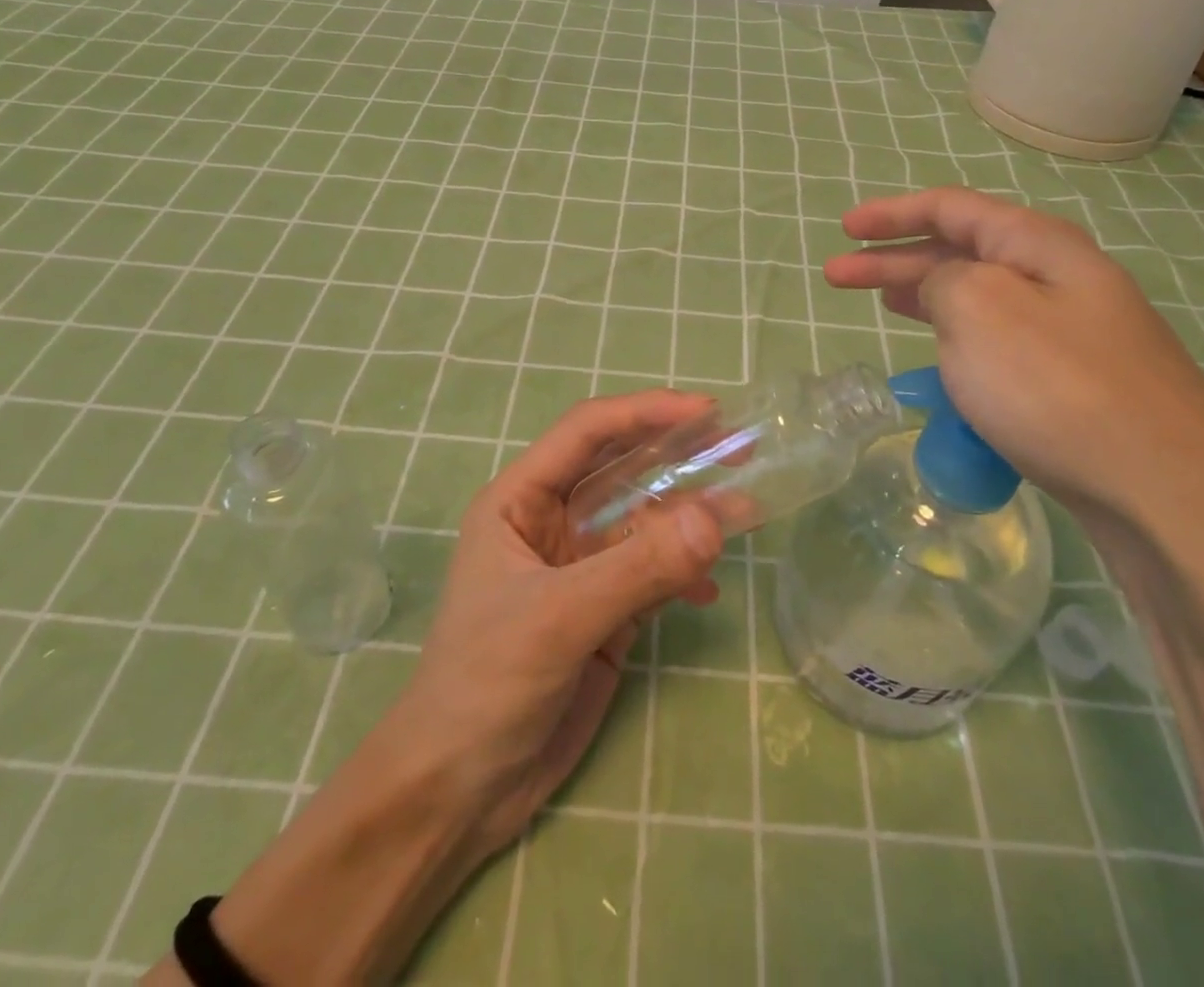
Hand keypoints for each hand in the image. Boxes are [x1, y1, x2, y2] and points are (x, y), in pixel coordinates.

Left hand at [396, 389, 725, 854]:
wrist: (458, 792)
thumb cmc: (485, 684)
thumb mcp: (559, 618)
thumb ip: (638, 568)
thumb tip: (716, 518)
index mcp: (521, 500)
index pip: (587, 432)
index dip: (645, 412)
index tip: (707, 412)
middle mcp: (552, 521)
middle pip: (622, 469)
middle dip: (677, 456)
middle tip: (739, 448)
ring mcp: (581, 567)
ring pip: (644, 520)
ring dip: (690, 515)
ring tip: (745, 511)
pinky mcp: (603, 611)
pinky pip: (653, 573)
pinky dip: (683, 573)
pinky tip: (709, 590)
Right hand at [822, 186, 1203, 525]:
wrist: (1165, 489)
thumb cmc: (1056, 386)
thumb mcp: (979, 309)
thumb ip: (943, 280)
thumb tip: (944, 290)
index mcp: (1038, 245)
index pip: (951, 208)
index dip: (892, 213)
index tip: (845, 227)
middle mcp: (1059, 278)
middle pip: (960, 251)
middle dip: (893, 258)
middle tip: (837, 277)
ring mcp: (1071, 333)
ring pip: (979, 298)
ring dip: (924, 295)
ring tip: (879, 303)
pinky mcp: (1073, 383)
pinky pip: (998, 342)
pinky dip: (956, 339)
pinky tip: (940, 358)